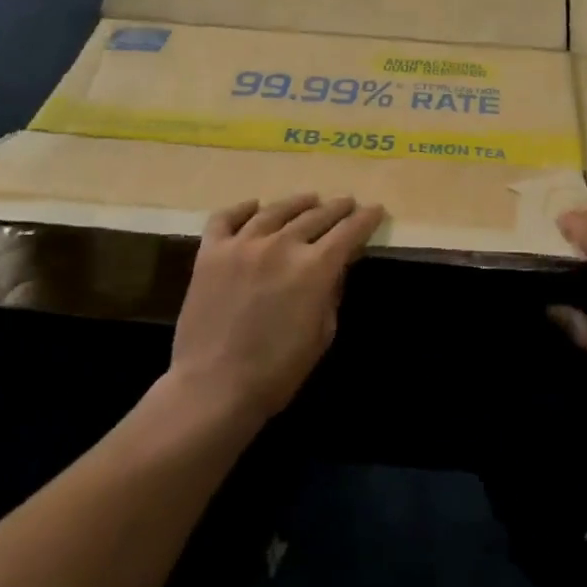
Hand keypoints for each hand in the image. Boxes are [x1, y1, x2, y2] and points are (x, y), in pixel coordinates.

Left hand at [170, 194, 384, 423]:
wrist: (213, 388)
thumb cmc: (277, 371)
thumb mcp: (323, 334)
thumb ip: (331, 293)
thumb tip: (336, 267)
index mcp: (314, 267)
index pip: (349, 232)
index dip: (366, 219)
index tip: (375, 210)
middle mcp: (281, 245)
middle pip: (316, 215)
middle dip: (337, 208)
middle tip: (347, 203)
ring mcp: (242, 245)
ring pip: (276, 210)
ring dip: (298, 202)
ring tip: (310, 199)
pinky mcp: (210, 253)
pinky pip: (226, 219)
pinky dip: (242, 209)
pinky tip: (254, 206)